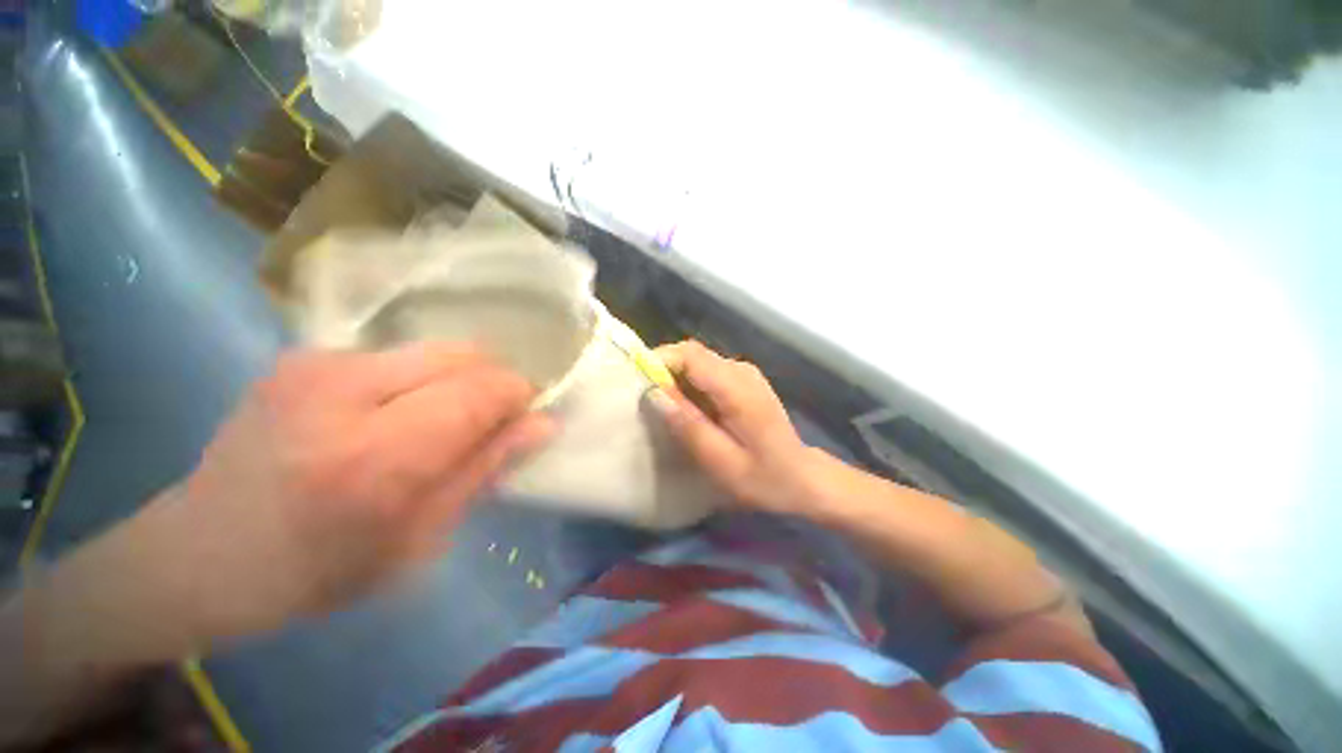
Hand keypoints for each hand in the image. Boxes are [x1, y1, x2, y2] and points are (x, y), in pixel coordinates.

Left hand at [150, 344, 553, 639]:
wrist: (199, 555)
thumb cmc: (316, 570)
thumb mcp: (419, 539)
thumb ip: (485, 470)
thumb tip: (542, 424)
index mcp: (376, 457)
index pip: (482, 391)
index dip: (518, 397)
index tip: (526, 420)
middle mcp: (344, 391)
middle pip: (465, 355)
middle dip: (494, 383)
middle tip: (488, 422)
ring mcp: (316, 364)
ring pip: (437, 349)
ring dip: (458, 382)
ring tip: (438, 421)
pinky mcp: (303, 354)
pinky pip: (399, 355)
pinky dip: (421, 380)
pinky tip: (392, 414)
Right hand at [649, 341, 833, 516]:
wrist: (802, 478)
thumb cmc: (763, 477)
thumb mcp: (720, 460)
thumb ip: (688, 425)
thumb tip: (653, 392)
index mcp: (737, 387)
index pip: (691, 355)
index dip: (660, 360)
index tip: (638, 382)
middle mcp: (741, 370)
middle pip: (693, 354)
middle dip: (665, 371)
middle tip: (646, 400)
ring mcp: (744, 373)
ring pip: (698, 363)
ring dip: (676, 379)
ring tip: (664, 408)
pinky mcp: (744, 381)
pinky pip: (708, 373)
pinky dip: (690, 385)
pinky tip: (687, 410)